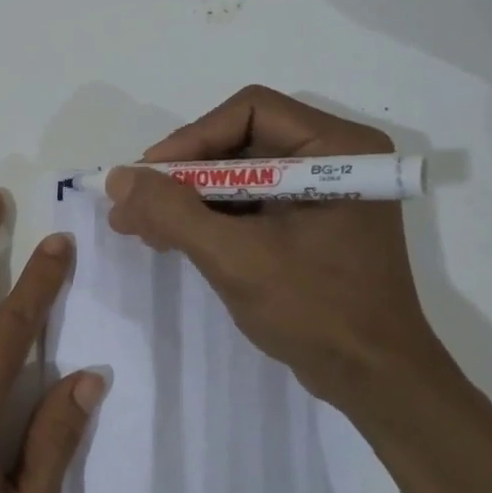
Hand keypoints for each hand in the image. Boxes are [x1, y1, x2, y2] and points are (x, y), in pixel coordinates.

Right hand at [103, 86, 443, 413]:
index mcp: (337, 149)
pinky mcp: (309, 223)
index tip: (148, 177)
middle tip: (133, 204)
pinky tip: (170, 238)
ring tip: (139, 226)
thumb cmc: (315, 311)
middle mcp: (333, 158)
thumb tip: (118, 177)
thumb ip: (173, 212)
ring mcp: (322, 193)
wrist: (373, 380)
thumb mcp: (235, 258)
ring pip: (238, 175)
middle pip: (239, 142)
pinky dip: (208, 218)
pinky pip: (248, 204)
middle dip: (182, 175)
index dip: (191, 138)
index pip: (249, 111)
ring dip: (187, 199)